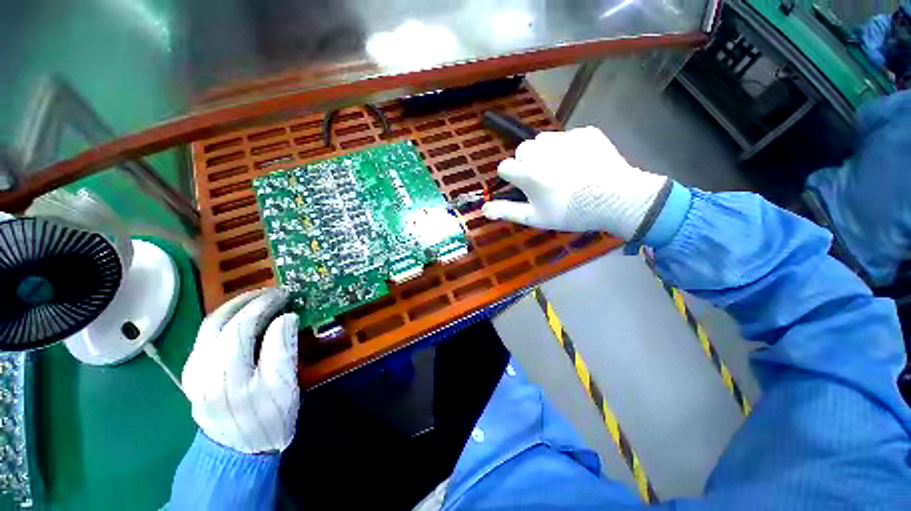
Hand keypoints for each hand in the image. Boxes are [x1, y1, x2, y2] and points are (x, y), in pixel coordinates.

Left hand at [182, 288, 298, 453]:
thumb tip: (286, 316)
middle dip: (246, 300)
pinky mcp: (192, 375)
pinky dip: (225, 321)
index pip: (241, 325)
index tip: (285, 294)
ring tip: (259, 300)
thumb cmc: (268, 418)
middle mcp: (201, 369)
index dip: (264, 305)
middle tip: (272, 292)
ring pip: (208, 328)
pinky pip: (205, 338)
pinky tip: (241, 320)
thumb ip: (282, 348)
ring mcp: (193, 372)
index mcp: (226, 373)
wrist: (239, 453)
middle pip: (218, 321)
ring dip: (234, 308)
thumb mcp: (284, 385)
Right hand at [482, 127, 667, 238]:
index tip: (524, 188)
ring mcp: (565, 138)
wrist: (616, 199)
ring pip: (542, 140)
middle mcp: (541, 150)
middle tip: (543, 179)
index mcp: (527, 172)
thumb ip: (507, 211)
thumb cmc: (570, 212)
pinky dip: (568, 147)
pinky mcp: (585, 132)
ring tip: (561, 170)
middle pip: (522, 151)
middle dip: (527, 163)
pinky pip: (567, 136)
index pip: (504, 167)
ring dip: (545, 152)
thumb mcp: (535, 217)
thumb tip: (483, 210)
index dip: (512, 179)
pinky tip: (580, 163)